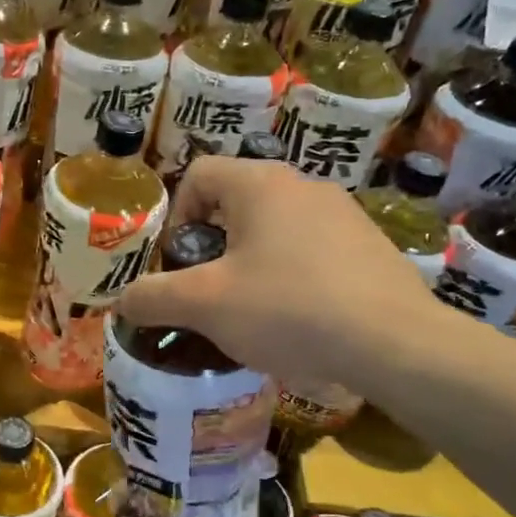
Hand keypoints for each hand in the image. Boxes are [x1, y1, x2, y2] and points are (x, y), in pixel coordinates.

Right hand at [117, 155, 445, 393]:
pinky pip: (312, 250)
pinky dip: (292, 276)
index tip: (181, 262)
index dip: (176, 216)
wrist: (393, 343)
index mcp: (261, 184)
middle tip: (211, 291)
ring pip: (276, 227)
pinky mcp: (370, 246)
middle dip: (213, 245)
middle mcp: (304, 185)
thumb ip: (152, 298)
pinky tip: (299, 320)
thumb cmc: (287, 309)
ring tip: (253, 312)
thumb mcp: (205, 306)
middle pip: (237, 201)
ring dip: (252, 261)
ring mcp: (344, 214)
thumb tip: (121, 302)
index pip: (199, 173)